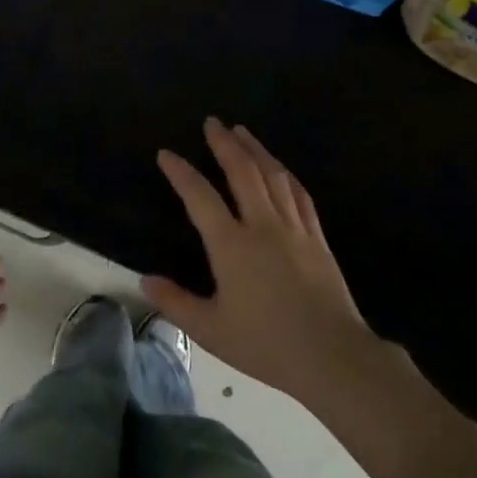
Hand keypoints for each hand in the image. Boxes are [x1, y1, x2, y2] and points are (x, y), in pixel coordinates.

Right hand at [142, 118, 380, 405]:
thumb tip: (145, 280)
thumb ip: (175, 302)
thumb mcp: (211, 330)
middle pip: (242, 172)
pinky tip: (280, 168)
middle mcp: (263, 226)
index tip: (167, 154)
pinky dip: (286, 175)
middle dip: (224, 144)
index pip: (200, 197)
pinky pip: (299, 195)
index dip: (181, 173)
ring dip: (256, 150)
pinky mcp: (317, 237)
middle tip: (212, 122)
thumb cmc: (266, 344)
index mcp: (232, 246)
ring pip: (273, 176)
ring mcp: (294, 228)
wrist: (331, 355)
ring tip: (242, 131)